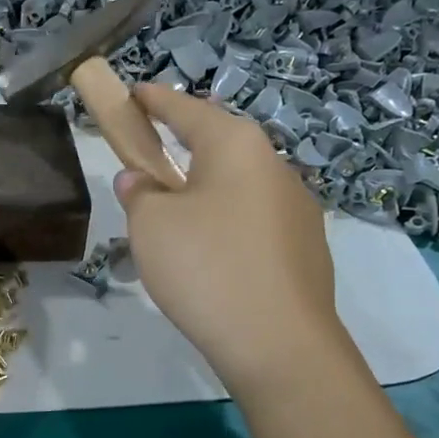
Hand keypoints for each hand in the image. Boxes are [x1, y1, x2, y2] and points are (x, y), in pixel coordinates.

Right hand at [114, 84, 350, 396]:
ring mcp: (298, 207)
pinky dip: (226, 220)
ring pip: (238, 184)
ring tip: (175, 214)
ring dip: (205, 188)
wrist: (279, 345)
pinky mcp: (305, 247)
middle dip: (183, 144)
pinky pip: (253, 218)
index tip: (133, 93)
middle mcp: (275, 165)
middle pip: (219, 143)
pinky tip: (211, 253)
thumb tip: (141, 180)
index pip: (187, 108)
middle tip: (149, 155)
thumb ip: (140, 192)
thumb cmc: (206, 267)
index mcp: (236, 146)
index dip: (155, 100)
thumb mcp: (151, 224)